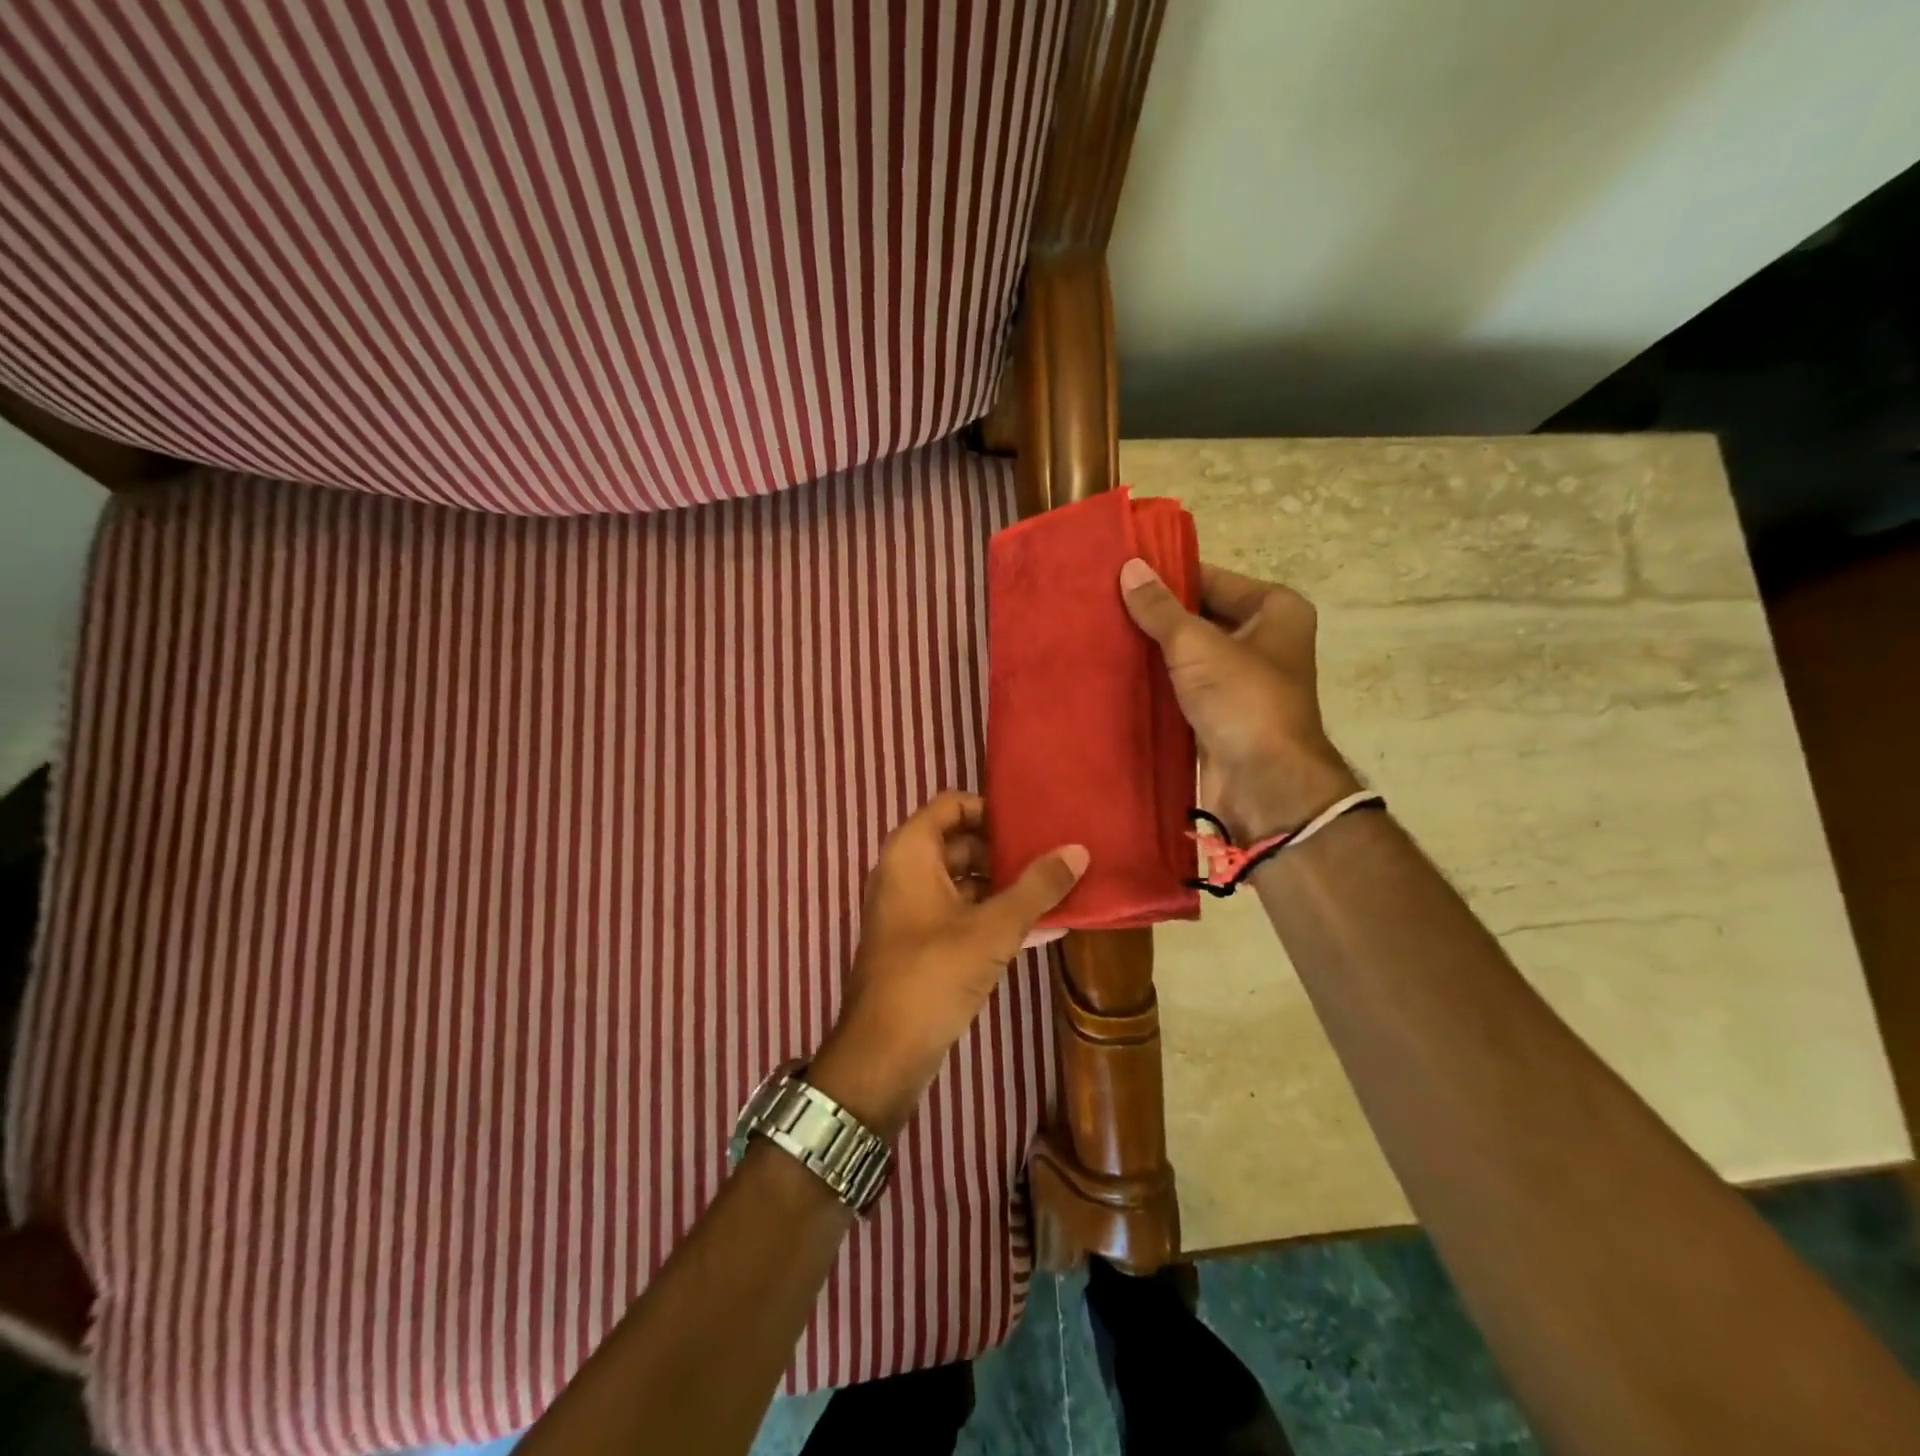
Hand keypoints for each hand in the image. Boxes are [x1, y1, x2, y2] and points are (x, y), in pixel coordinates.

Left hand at [809, 792, 1088, 1137]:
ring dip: (1007, 886)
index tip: (1033, 823)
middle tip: (1055, 855)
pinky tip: (1044, 927)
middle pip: (961, 842)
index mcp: (911, 852)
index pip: (952, 804)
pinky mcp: (922, 942)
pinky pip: (962, 914)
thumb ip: (1037, 887)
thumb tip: (1079, 850)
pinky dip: (994, 916)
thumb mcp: (993, 928)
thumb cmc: (933, 973)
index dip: (991, 809)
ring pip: (965, 881)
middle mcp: (906, 871)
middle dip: (1007, 850)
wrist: (884, 1052)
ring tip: (1058, 888)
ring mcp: (912, 909)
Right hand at [1120, 558, 1358, 840]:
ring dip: (1151, 649)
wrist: (1263, 784)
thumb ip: (1160, 608)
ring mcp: (1239, 679)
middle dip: (1155, 614)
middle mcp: (1262, 639)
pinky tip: (1115, 671)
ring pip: (1187, 653)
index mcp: (1275, 610)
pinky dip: (1155, 680)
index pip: (1211, 578)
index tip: (1120, 572)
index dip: (1167, 576)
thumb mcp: (1197, 645)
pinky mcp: (1218, 711)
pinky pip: (1181, 685)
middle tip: (1101, 602)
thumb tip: (1129, 567)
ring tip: (1100, 632)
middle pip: (1198, 615)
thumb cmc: (1243, 700)